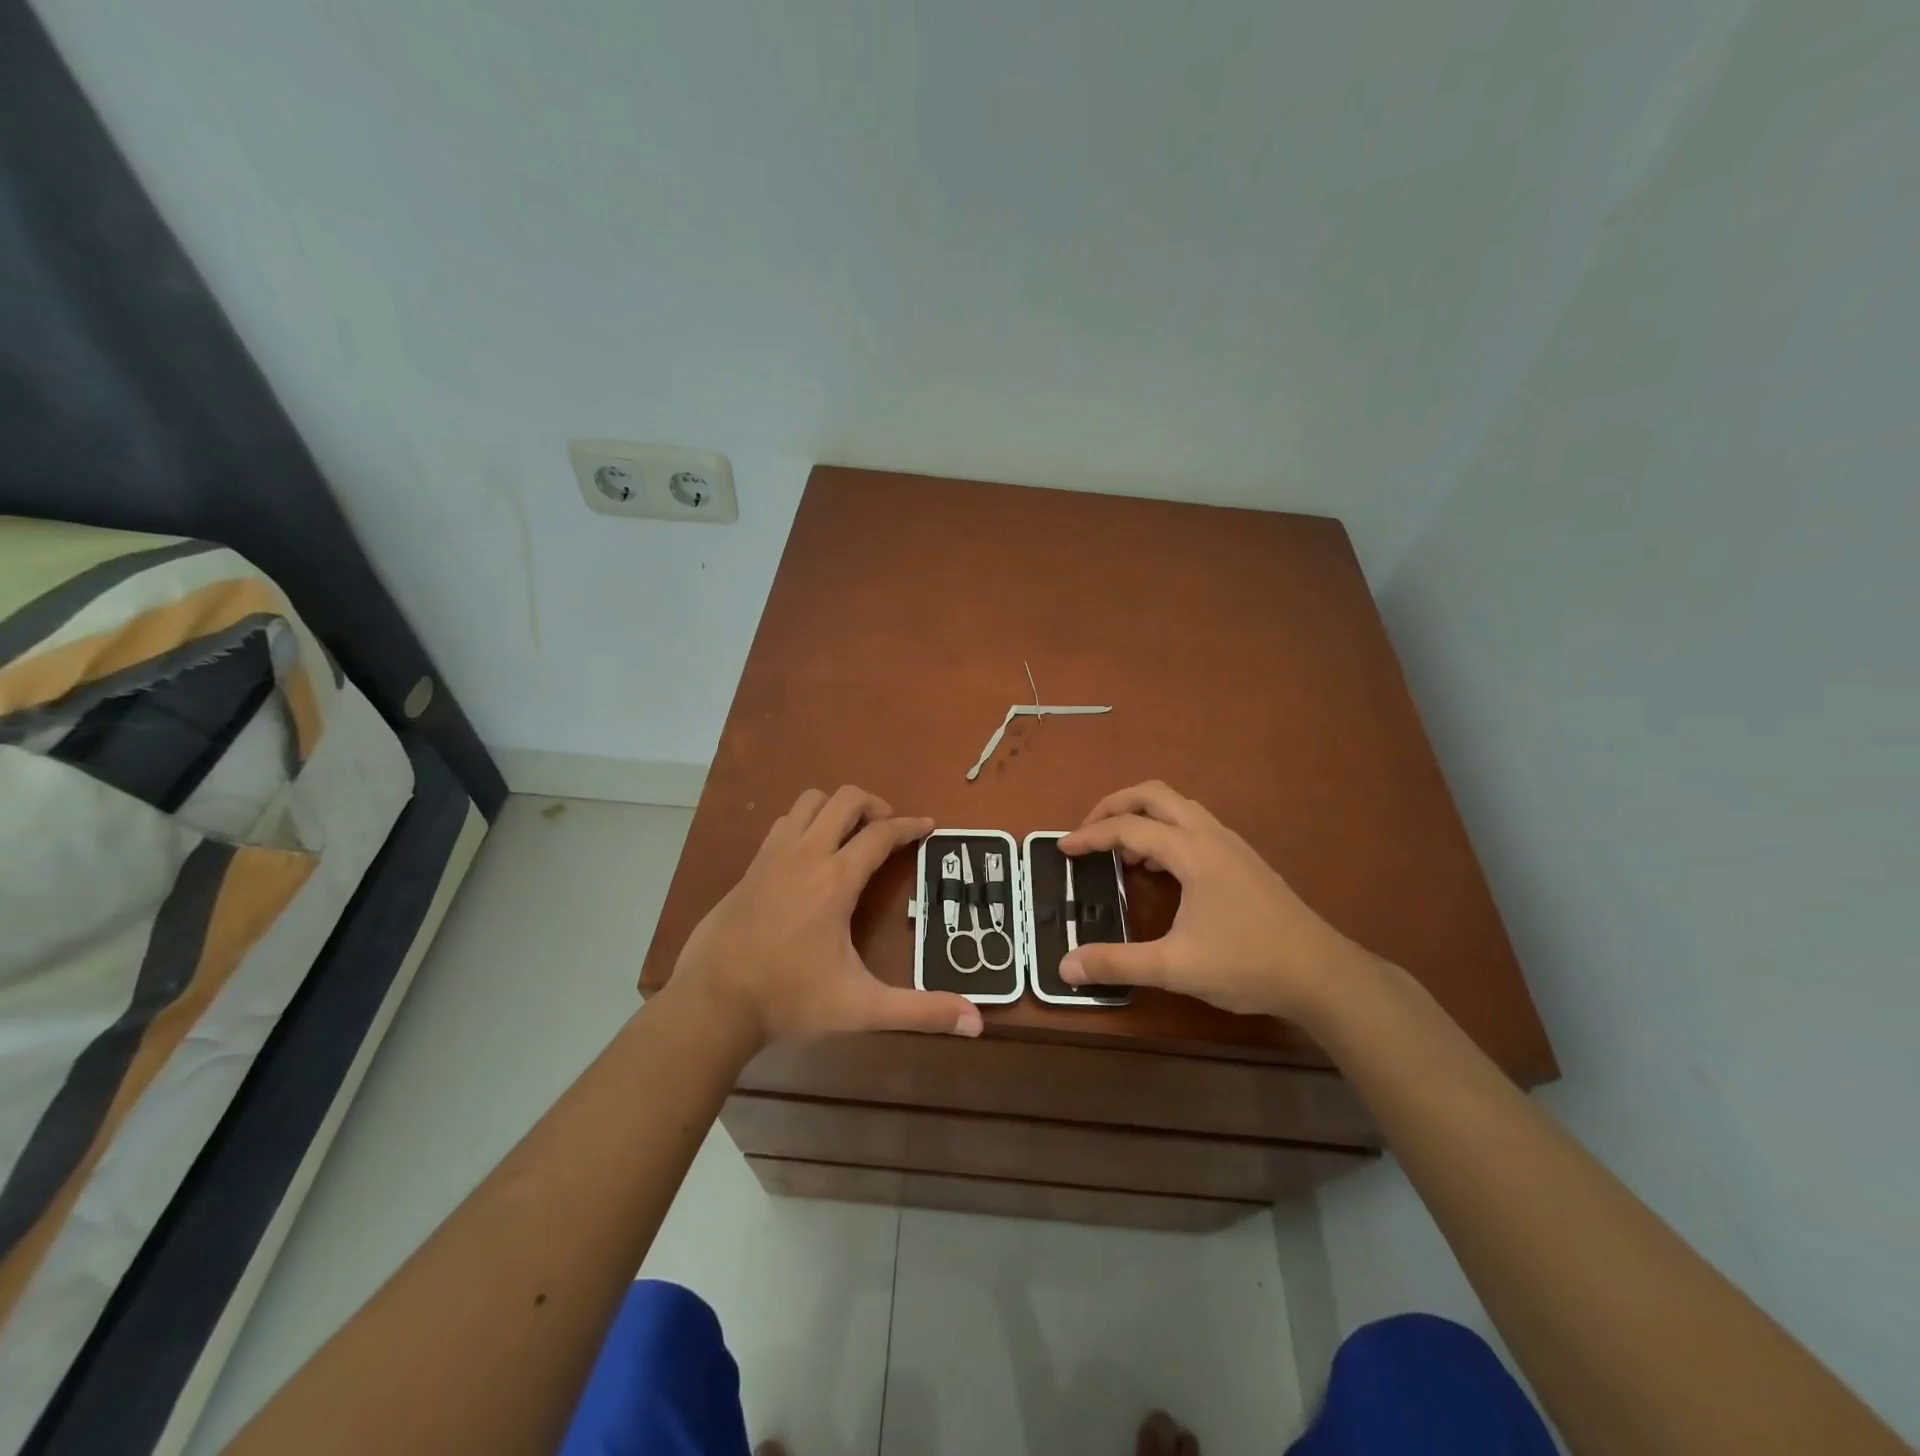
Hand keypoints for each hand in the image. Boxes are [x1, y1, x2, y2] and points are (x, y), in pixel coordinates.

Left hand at [671, 785, 983, 1047]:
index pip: (881, 835)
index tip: (929, 826)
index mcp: (835, 880)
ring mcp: (773, 857)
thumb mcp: (861, 1008)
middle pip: (844, 800)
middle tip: (890, 830)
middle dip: (874, 805)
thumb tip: (976, 1023)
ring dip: (836, 808)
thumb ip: (920, 1012)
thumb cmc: (790, 999)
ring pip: (809, 803)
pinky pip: (784, 824)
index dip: (910, 826)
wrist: (712, 1002)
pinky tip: (811, 855)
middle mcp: (805, 855)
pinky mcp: (751, 868)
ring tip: (852, 835)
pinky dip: (806, 823)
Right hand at [1058, 781, 1366, 1021]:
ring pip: (1178, 807)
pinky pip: (1195, 826)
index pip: (1128, 827)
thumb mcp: (1175, 968)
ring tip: (1122, 853)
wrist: (1323, 974)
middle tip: (1088, 833)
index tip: (1062, 849)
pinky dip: (1166, 832)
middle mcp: (1211, 835)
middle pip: (1154, 795)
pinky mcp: (1245, 860)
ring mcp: (1232, 845)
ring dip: (1143, 817)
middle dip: (1115, 805)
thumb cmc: (1248, 964)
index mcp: (1192, 851)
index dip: (1090, 835)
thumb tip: (1065, 966)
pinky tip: (1162, 871)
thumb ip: (1116, 963)